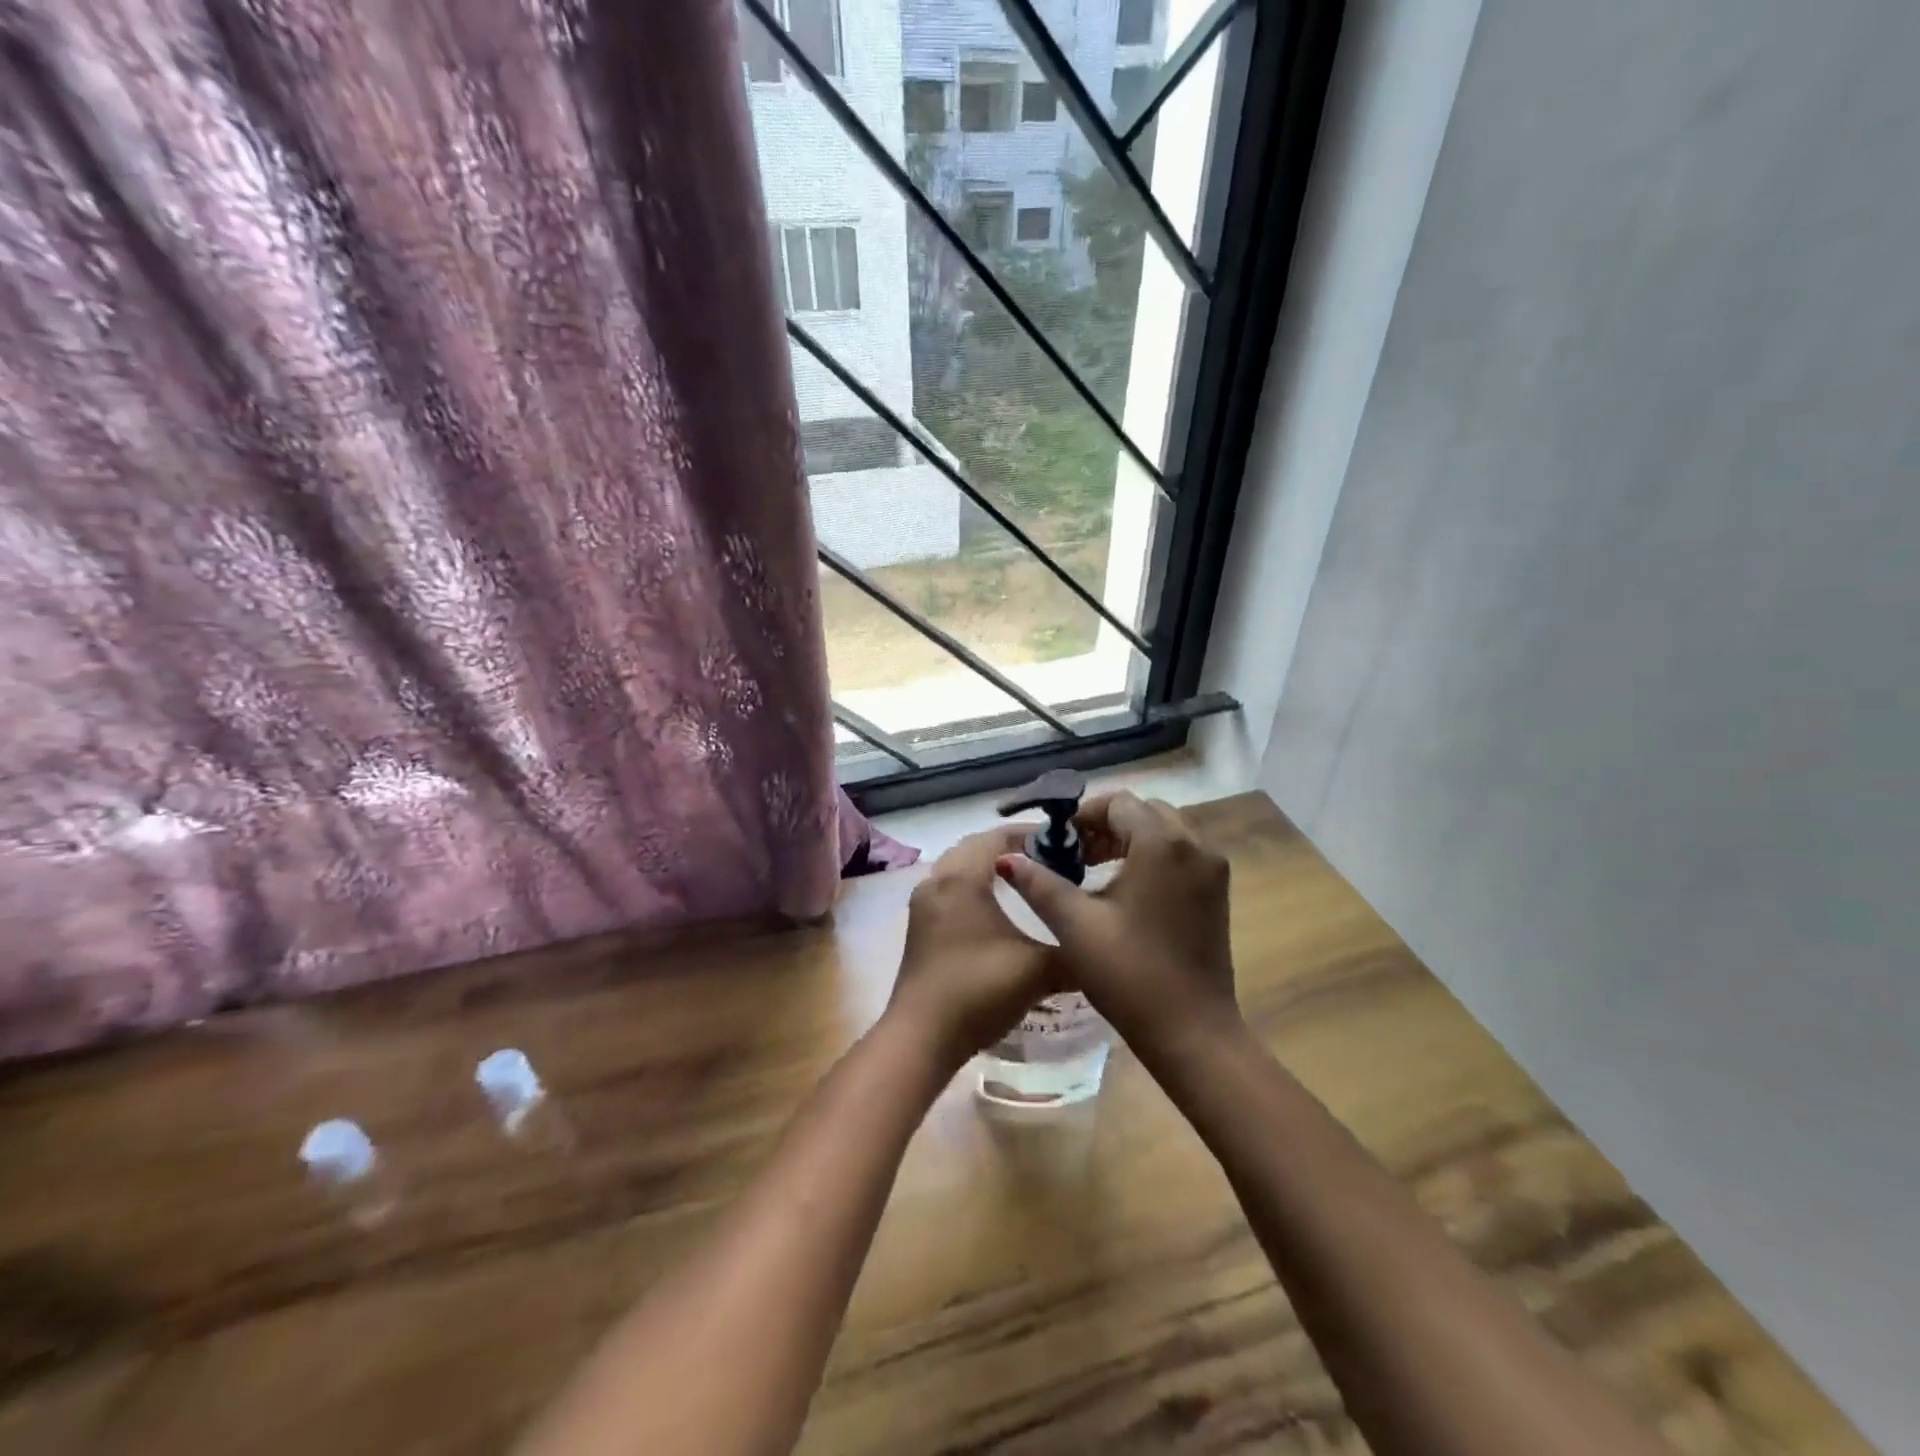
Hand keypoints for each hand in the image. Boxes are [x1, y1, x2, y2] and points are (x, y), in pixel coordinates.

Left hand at [884, 826, 1058, 1072]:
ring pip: (958, 869)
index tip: (1063, 843)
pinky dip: (972, 888)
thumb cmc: (979, 990)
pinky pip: (949, 890)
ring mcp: (923, 905)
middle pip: (974, 847)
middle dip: (1009, 848)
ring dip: (987, 868)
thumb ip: (1072, 951)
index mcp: (962, 878)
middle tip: (1047, 860)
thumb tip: (1099, 945)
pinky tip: (996, 912)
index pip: (996, 837)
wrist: (923, 1037)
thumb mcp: (1038, 970)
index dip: (1030, 834)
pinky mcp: (919, 928)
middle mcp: (937, 881)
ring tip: (1025, 882)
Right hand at [995, 793, 1238, 1062]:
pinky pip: (1181, 853)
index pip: (1119, 804)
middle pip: (1144, 812)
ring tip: (1094, 869)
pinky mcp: (1217, 891)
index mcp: (1162, 844)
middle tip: (1075, 854)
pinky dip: (1152, 856)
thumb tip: (1007, 858)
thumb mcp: (1076, 926)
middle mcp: (1195, 845)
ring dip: (1129, 839)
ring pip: (1165, 830)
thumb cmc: (1129, 974)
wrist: (1192, 1032)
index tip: (1057, 841)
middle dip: (1106, 824)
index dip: (1083, 815)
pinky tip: (1125, 888)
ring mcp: (1212, 868)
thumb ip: (1039, 884)